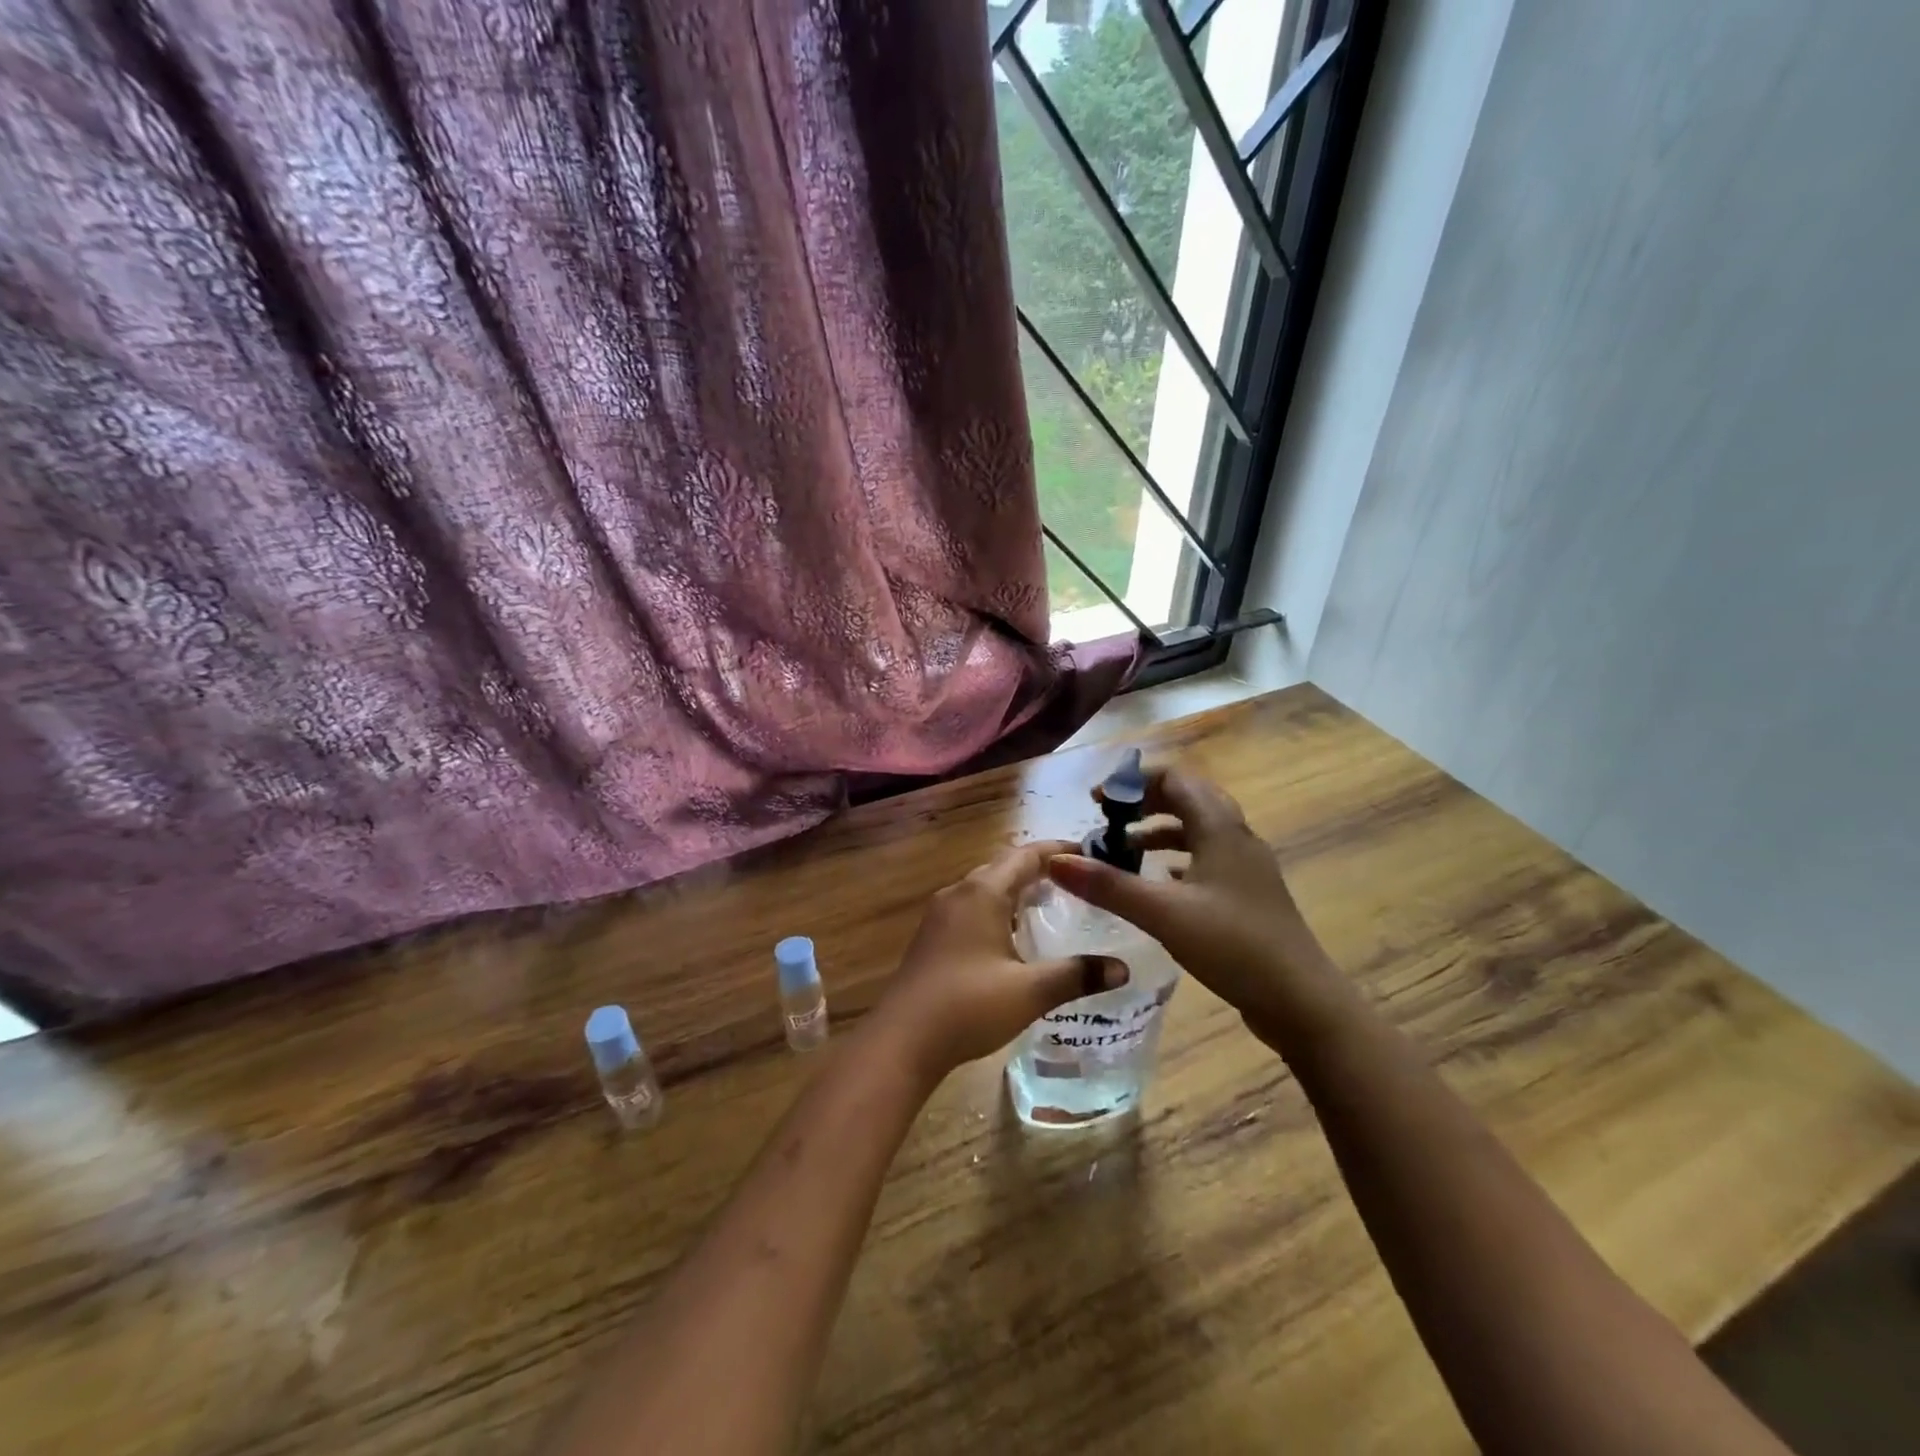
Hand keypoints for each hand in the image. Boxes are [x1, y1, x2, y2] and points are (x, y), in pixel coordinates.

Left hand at [874, 840, 1128, 1082]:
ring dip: (1017, 890)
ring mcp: (940, 915)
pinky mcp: (932, 937)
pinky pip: (972, 908)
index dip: (1058, 850)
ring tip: (1052, 905)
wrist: (902, 1040)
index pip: (1026, 855)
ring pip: (986, 888)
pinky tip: (1014, 937)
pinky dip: (999, 910)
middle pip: (1004, 867)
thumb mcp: (1030, 991)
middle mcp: (959, 893)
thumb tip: (1122, 968)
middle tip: (1077, 882)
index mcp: (983, 892)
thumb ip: (1077, 975)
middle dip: (1040, 869)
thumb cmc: (968, 1006)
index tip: (1089, 853)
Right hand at [1047, 766, 1355, 1053]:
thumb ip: (1108, 885)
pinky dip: (1175, 859)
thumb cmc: (1233, 946)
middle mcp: (1236, 837)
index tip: (1097, 801)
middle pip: (1186, 798)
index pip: (1174, 779)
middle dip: (1143, 802)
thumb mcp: (1163, 913)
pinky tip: (1156, 882)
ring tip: (1123, 849)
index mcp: (1220, 828)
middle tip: (1107, 820)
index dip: (1132, 781)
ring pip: (1196, 829)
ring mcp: (1245, 866)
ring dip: (1158, 830)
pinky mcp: (1246, 894)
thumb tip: (1057, 860)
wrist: (1301, 1000)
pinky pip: (1204, 858)